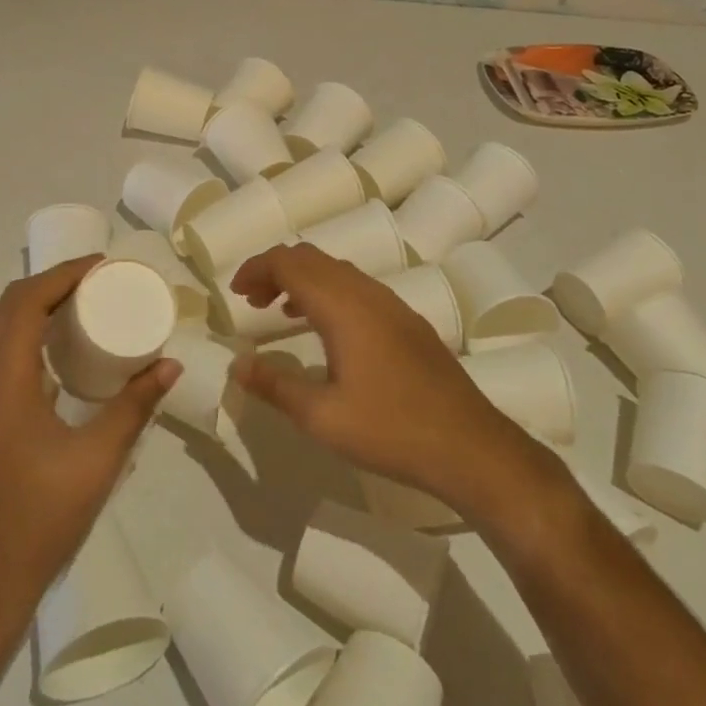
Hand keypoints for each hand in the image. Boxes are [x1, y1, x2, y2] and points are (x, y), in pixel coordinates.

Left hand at [0, 258, 179, 621]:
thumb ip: (135, 406)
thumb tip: (170, 363)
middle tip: (98, 281)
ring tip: (83, 307)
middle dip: (53, 285)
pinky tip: (59, 354)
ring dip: (37, 309)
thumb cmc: (40, 520)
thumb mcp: (98, 460)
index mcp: (1, 381)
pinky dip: (26, 338)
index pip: (26, 302)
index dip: (63, 275)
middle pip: (8, 308)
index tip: (101, 266)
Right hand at [228, 243, 528, 509]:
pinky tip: (325, 330)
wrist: (471, 447)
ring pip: (336, 271)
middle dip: (275, 270)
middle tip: (251, 301)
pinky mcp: (408, 321)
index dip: (256, 269)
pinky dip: (328, 292)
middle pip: (311, 258)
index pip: (288, 263)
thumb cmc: (390, 430)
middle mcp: (367, 293)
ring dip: (303, 280)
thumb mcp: (321, 417)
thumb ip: (274, 384)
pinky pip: (357, 287)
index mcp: (342, 306)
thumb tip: (237, 364)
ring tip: (279, 311)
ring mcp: (392, 305)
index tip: (234, 292)